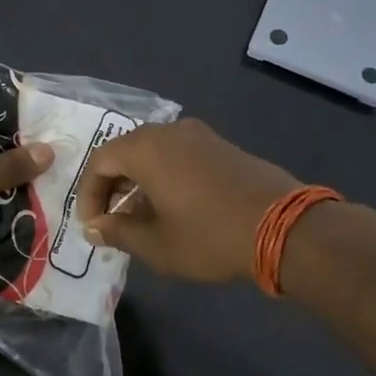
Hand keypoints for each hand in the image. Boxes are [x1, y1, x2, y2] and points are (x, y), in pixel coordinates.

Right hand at [73, 118, 301, 282]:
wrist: (286, 228)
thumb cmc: (209, 236)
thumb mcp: (156, 244)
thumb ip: (119, 232)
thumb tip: (96, 227)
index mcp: (145, 148)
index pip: (100, 163)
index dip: (89, 195)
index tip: (94, 225)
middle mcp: (169, 131)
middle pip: (125, 152)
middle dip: (113, 186)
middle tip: (112, 219)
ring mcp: (200, 136)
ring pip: (154, 153)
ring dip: (140, 182)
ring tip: (141, 217)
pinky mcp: (223, 146)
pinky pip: (179, 155)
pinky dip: (165, 176)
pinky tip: (175, 207)